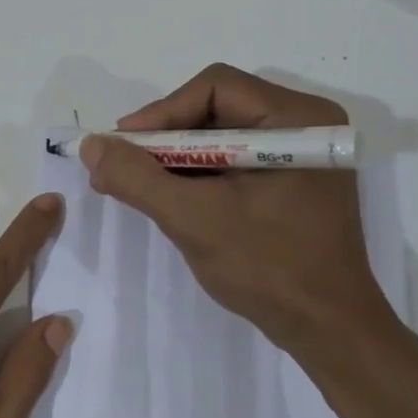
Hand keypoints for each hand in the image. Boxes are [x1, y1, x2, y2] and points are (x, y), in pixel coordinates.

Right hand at [79, 64, 398, 352]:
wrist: (327, 330)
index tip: (122, 147)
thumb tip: (91, 145)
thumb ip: (137, 178)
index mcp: (297, 119)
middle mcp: (305, 124)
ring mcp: (301, 155)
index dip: (161, 112)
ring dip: (176, 159)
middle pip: (217, 109)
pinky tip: (170, 198)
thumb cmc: (267, 267)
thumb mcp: (192, 219)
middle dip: (165, 139)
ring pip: (221, 136)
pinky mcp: (293, 182)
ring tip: (138, 186)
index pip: (215, 88)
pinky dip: (198, 175)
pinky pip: (234, 162)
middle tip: (123, 166)